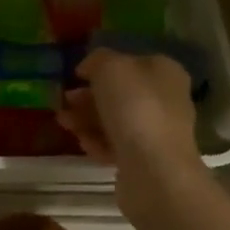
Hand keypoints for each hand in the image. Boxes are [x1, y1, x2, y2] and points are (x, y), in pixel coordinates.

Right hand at [56, 49, 202, 183]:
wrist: (154, 169)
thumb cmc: (135, 107)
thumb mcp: (110, 67)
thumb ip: (97, 60)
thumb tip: (90, 67)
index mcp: (164, 72)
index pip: (130, 62)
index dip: (101, 66)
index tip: (76, 75)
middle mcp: (166, 99)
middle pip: (120, 93)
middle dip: (88, 96)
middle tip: (64, 100)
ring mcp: (158, 132)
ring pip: (115, 120)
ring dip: (86, 119)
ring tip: (63, 122)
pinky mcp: (146, 160)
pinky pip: (116, 146)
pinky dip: (97, 143)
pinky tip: (82, 143)